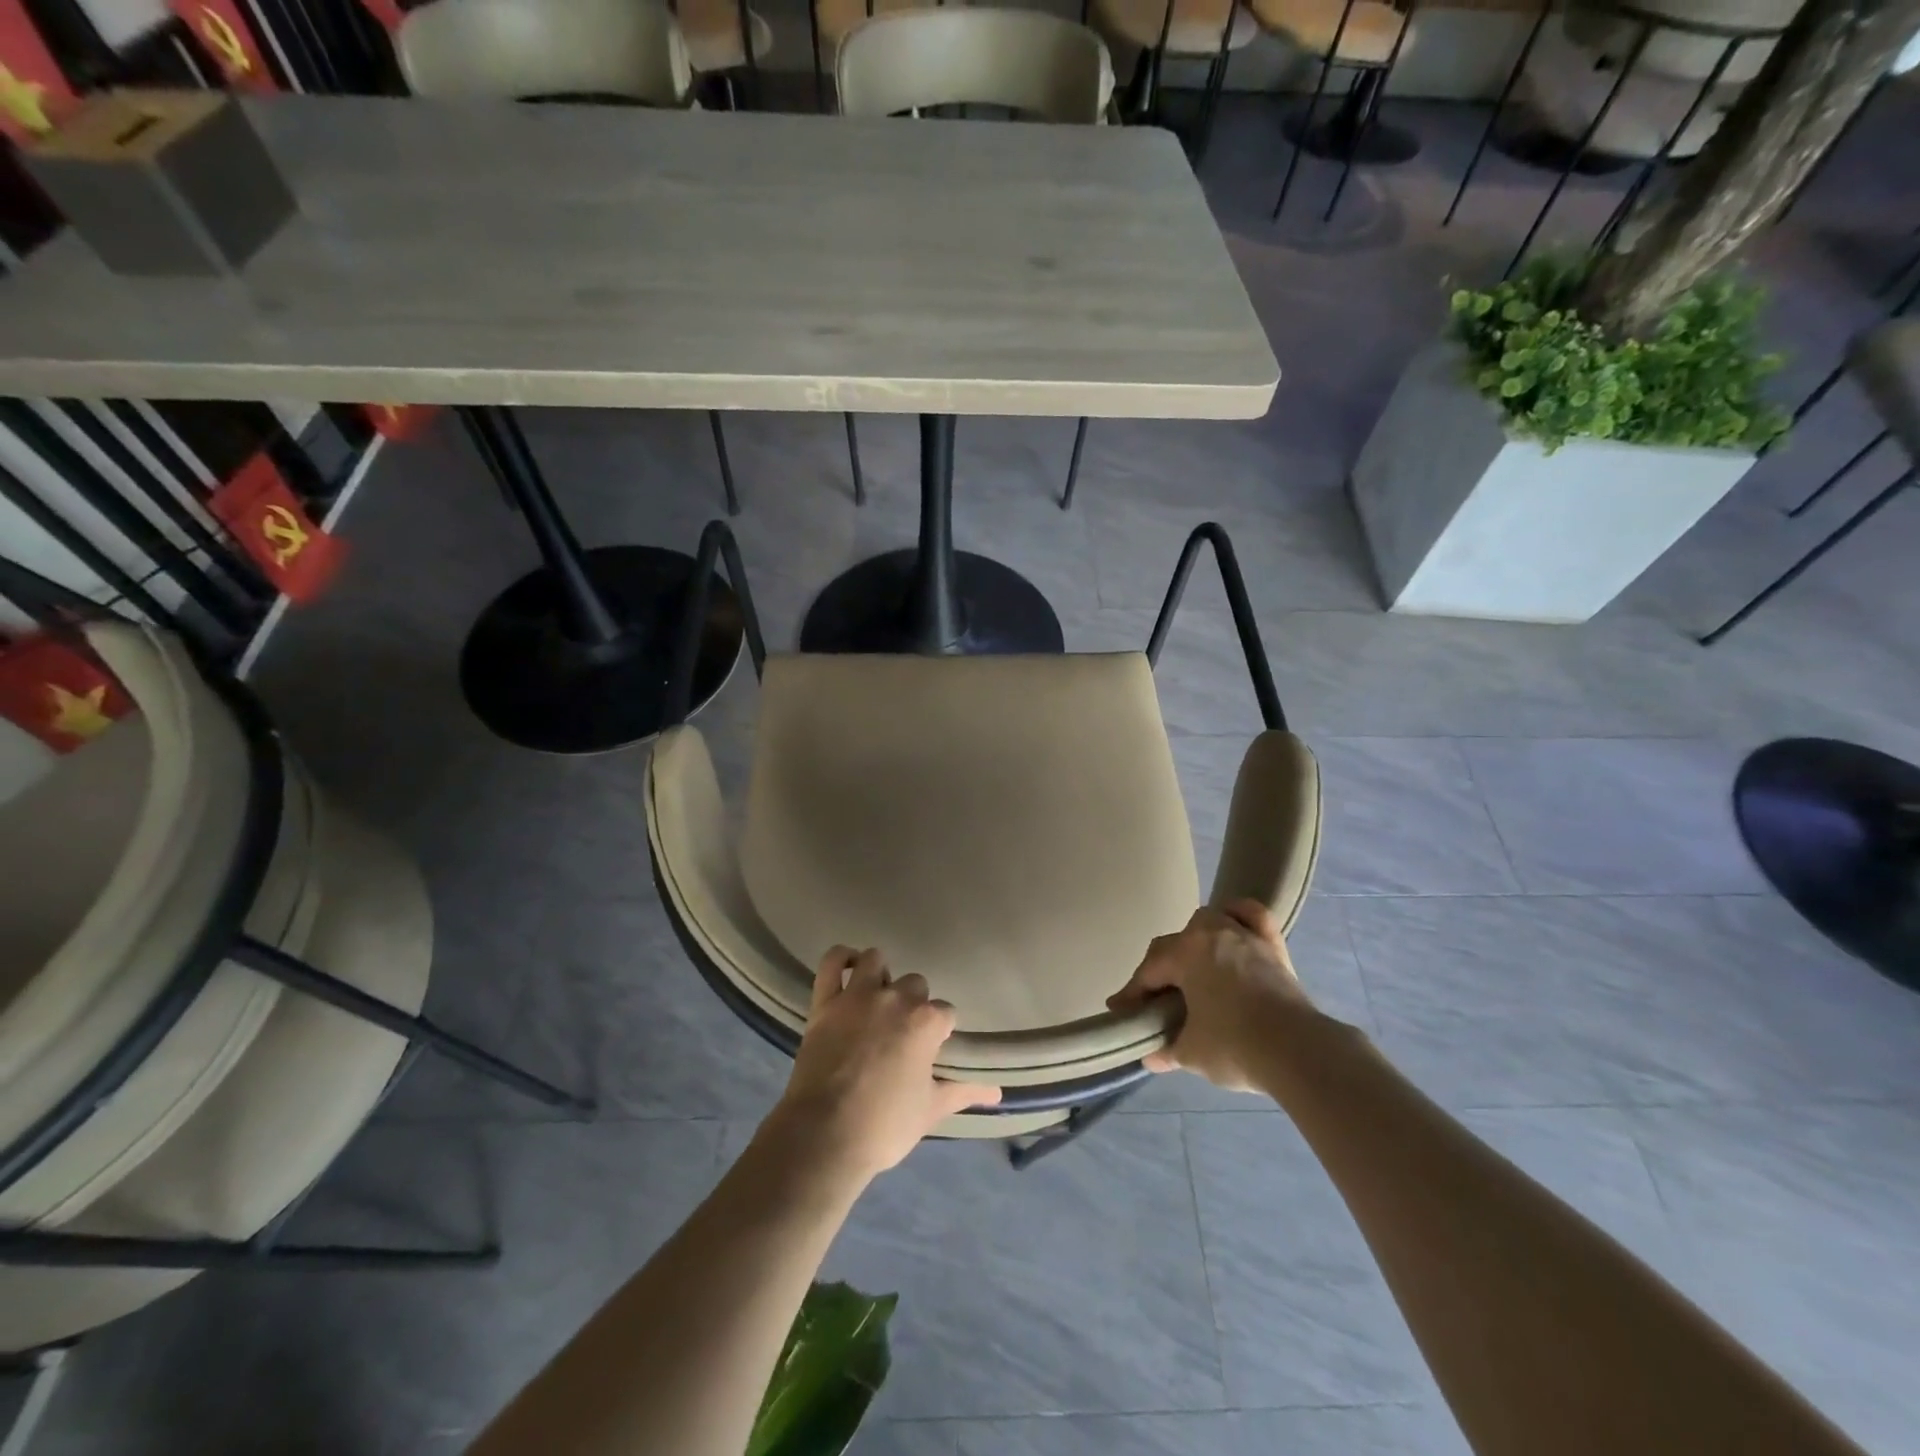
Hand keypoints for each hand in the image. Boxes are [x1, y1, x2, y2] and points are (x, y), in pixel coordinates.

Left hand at [770, 946, 1000, 1184]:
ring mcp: (858, 996)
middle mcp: (896, 998)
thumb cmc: (885, 1125)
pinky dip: (841, 958)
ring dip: (880, 975)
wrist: (825, 1135)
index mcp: (926, 1021)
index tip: (931, 1050)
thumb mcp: (930, 1110)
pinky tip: (850, 967)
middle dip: (913, 1003)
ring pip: (875, 960)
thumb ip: (963, 1092)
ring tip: (877, 1000)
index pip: (946, 1012)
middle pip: (915, 984)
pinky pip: (832, 962)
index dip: (940, 1031)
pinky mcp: (825, 1001)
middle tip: (902, 1032)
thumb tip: (997, 1094)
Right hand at [1107, 899, 1314, 1091]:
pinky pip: (1252, 915)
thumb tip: (1151, 1056)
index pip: (1149, 971)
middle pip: (1173, 944)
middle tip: (1156, 998)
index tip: (1120, 1010)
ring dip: (1195, 940)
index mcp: (1183, 954)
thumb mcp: (1192, 1053)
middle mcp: (1209, 934)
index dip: (1132, 993)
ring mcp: (1243, 935)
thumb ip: (1168, 1050)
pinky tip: (1233, 924)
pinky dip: (1239, 915)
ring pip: (1209, 922)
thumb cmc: (1235, 1046)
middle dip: (1161, 970)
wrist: (1298, 1050)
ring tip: (1193, 965)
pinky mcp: (1272, 946)